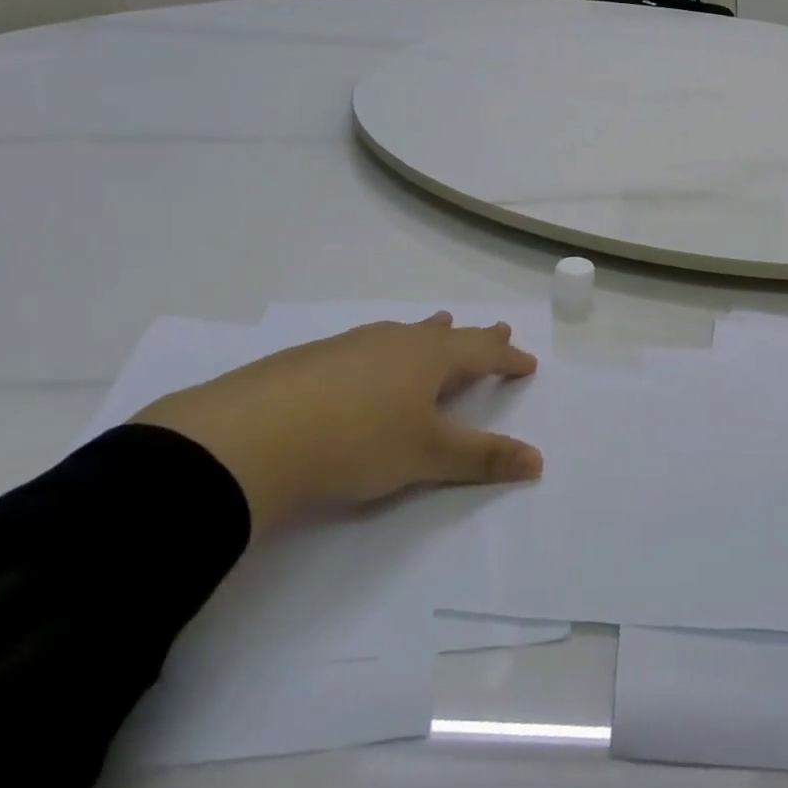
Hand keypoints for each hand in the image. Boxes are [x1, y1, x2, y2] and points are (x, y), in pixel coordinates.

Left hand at [133, 313, 541, 536]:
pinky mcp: (310, 359)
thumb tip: (538, 460)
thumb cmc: (357, 441)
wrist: (250, 437)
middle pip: (445, 335)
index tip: (527, 361)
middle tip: (496, 328)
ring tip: (437, 326)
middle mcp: (394, 340)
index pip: (481, 351)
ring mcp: (349, 345)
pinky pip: (365, 346)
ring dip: (427, 335)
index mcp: (429, 356)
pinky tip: (368, 365)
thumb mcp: (427, 455)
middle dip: (474, 337)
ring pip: (401, 334)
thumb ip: (482, 458)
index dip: (507, 357)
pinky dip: (385, 350)